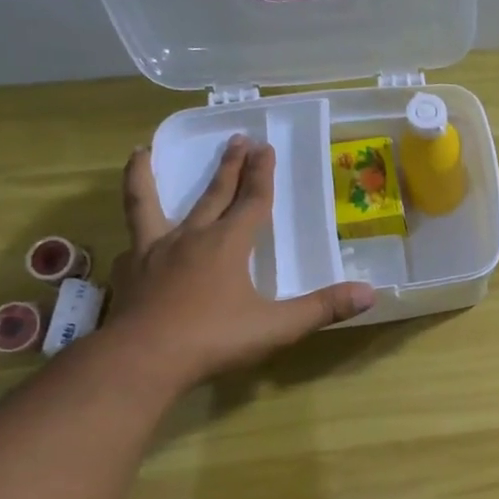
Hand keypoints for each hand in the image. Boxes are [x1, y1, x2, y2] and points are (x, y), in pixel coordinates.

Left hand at [108, 136, 374, 389]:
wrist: (142, 360)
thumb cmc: (214, 339)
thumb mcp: (277, 326)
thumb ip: (322, 308)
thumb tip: (369, 293)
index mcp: (227, 245)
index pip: (252, 201)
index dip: (262, 174)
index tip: (265, 146)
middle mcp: (189, 238)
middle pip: (211, 194)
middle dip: (228, 166)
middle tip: (236, 139)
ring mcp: (152, 253)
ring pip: (146, 204)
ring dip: (145, 177)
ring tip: (141, 152)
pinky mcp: (128, 274)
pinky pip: (132, 245)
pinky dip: (135, 236)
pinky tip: (134, 242)